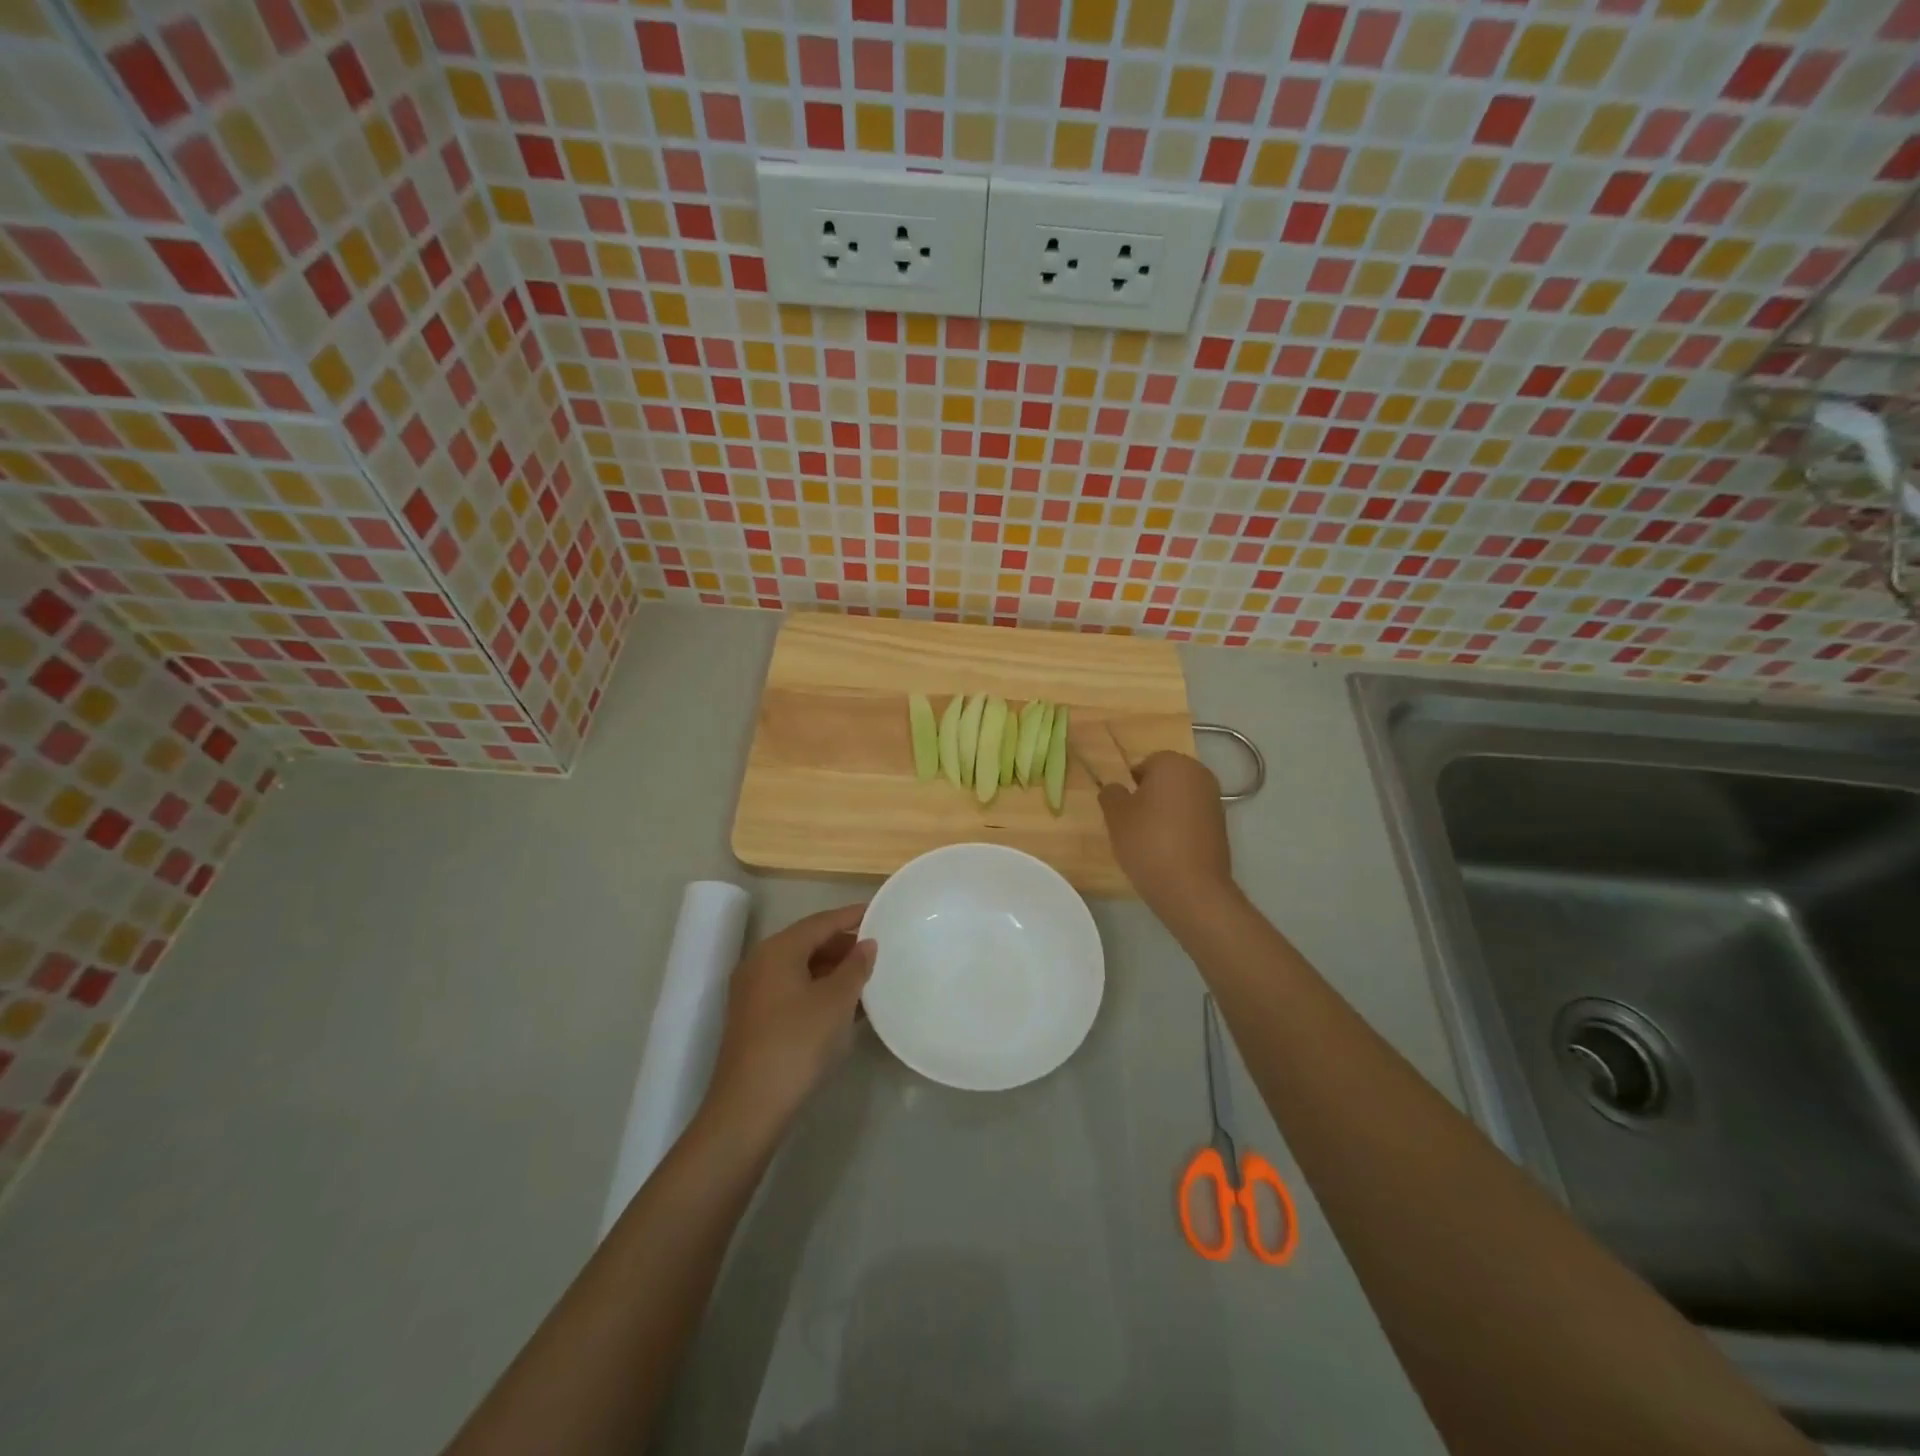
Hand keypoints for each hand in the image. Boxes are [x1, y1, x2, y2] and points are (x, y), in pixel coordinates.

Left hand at [703, 903, 874, 1144]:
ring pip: (801, 969)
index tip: (879, 912)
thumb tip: (866, 944)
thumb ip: (856, 967)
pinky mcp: (755, 1020)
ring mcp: (754, 993)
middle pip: (808, 943)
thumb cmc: (798, 1043)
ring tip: (868, 977)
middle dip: (843, 944)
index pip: (821, 922)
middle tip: (878, 949)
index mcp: (778, 950)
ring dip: (833, 970)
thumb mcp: (837, 1001)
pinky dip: (819, 990)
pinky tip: (846, 1006)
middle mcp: (760, 964)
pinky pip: (793, 990)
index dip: (851, 916)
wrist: (750, 1108)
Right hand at [1097, 751, 1235, 918]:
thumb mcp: (1115, 815)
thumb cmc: (1148, 841)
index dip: (1130, 786)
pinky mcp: (1222, 826)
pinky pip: (1192, 819)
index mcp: (1174, 763)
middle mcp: (1200, 774)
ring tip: (1150, 840)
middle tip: (1133, 824)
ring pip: (1179, 800)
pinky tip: (1169, 851)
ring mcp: (1215, 801)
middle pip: (1165, 780)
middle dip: (1149, 797)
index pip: (1144, 765)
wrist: (1191, 887)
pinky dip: (1180, 828)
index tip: (1123, 810)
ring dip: (1165, 813)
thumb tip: (1116, 789)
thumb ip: (1111, 794)